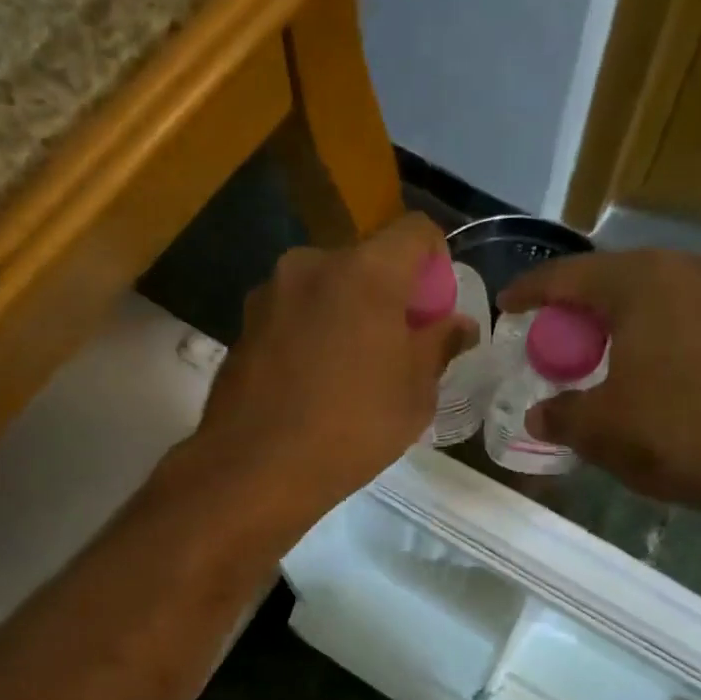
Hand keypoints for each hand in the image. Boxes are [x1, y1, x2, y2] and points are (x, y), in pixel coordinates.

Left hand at [197, 214, 473, 520]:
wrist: (254, 468)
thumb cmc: (352, 428)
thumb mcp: (415, 393)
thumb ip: (439, 345)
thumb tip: (457, 324)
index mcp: (365, 270)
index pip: (415, 231)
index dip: (435, 264)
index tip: (432, 312)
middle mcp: (312, 264)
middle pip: (366, 260)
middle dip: (388, 294)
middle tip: (395, 347)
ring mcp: (270, 292)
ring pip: (326, 287)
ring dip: (346, 312)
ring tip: (349, 369)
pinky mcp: (243, 322)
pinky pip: (293, 312)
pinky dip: (311, 330)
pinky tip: (310, 381)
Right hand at [499, 248, 700, 524]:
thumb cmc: (679, 433)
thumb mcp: (600, 429)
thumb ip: (560, 414)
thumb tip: (539, 414)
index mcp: (643, 281)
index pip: (569, 275)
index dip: (531, 291)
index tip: (507, 305)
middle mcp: (690, 268)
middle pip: (616, 276)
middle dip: (579, 304)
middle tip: (555, 334)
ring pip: (659, 292)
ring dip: (623, 316)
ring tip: (604, 349)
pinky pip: (692, 310)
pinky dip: (661, 328)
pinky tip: (655, 363)